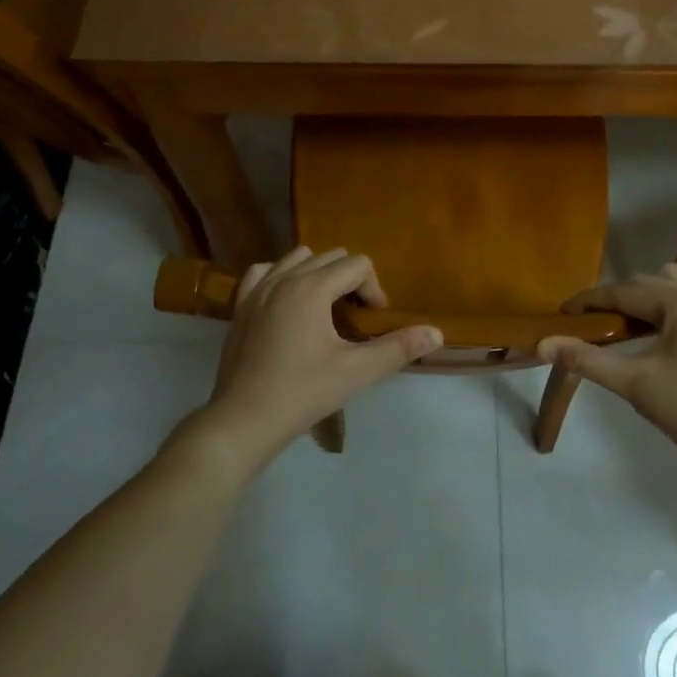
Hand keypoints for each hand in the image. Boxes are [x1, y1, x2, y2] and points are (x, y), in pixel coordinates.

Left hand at [202, 247, 440, 463]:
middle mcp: (285, 277)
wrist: (244, 420)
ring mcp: (258, 289)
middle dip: (350, 281)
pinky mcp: (240, 304)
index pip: (357, 265)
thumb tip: (436, 333)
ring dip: (318, 274)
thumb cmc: (303, 393)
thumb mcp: (356, 372)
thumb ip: (398, 348)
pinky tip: (287, 303)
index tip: (373, 322)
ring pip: (298, 258)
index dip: (373, 290)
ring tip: (324, 310)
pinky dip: (281, 277)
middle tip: (353, 318)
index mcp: (313, 288)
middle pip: (331, 256)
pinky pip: (264, 271)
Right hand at [537, 263, 676, 462]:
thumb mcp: (631, 383)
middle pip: (645, 282)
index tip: (564, 313)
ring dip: (646, 289)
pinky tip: (673, 298)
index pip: (623, 292)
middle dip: (614, 297)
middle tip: (589, 322)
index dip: (590, 301)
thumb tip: (543, 343)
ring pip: (674, 277)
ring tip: (626, 315)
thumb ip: (586, 359)